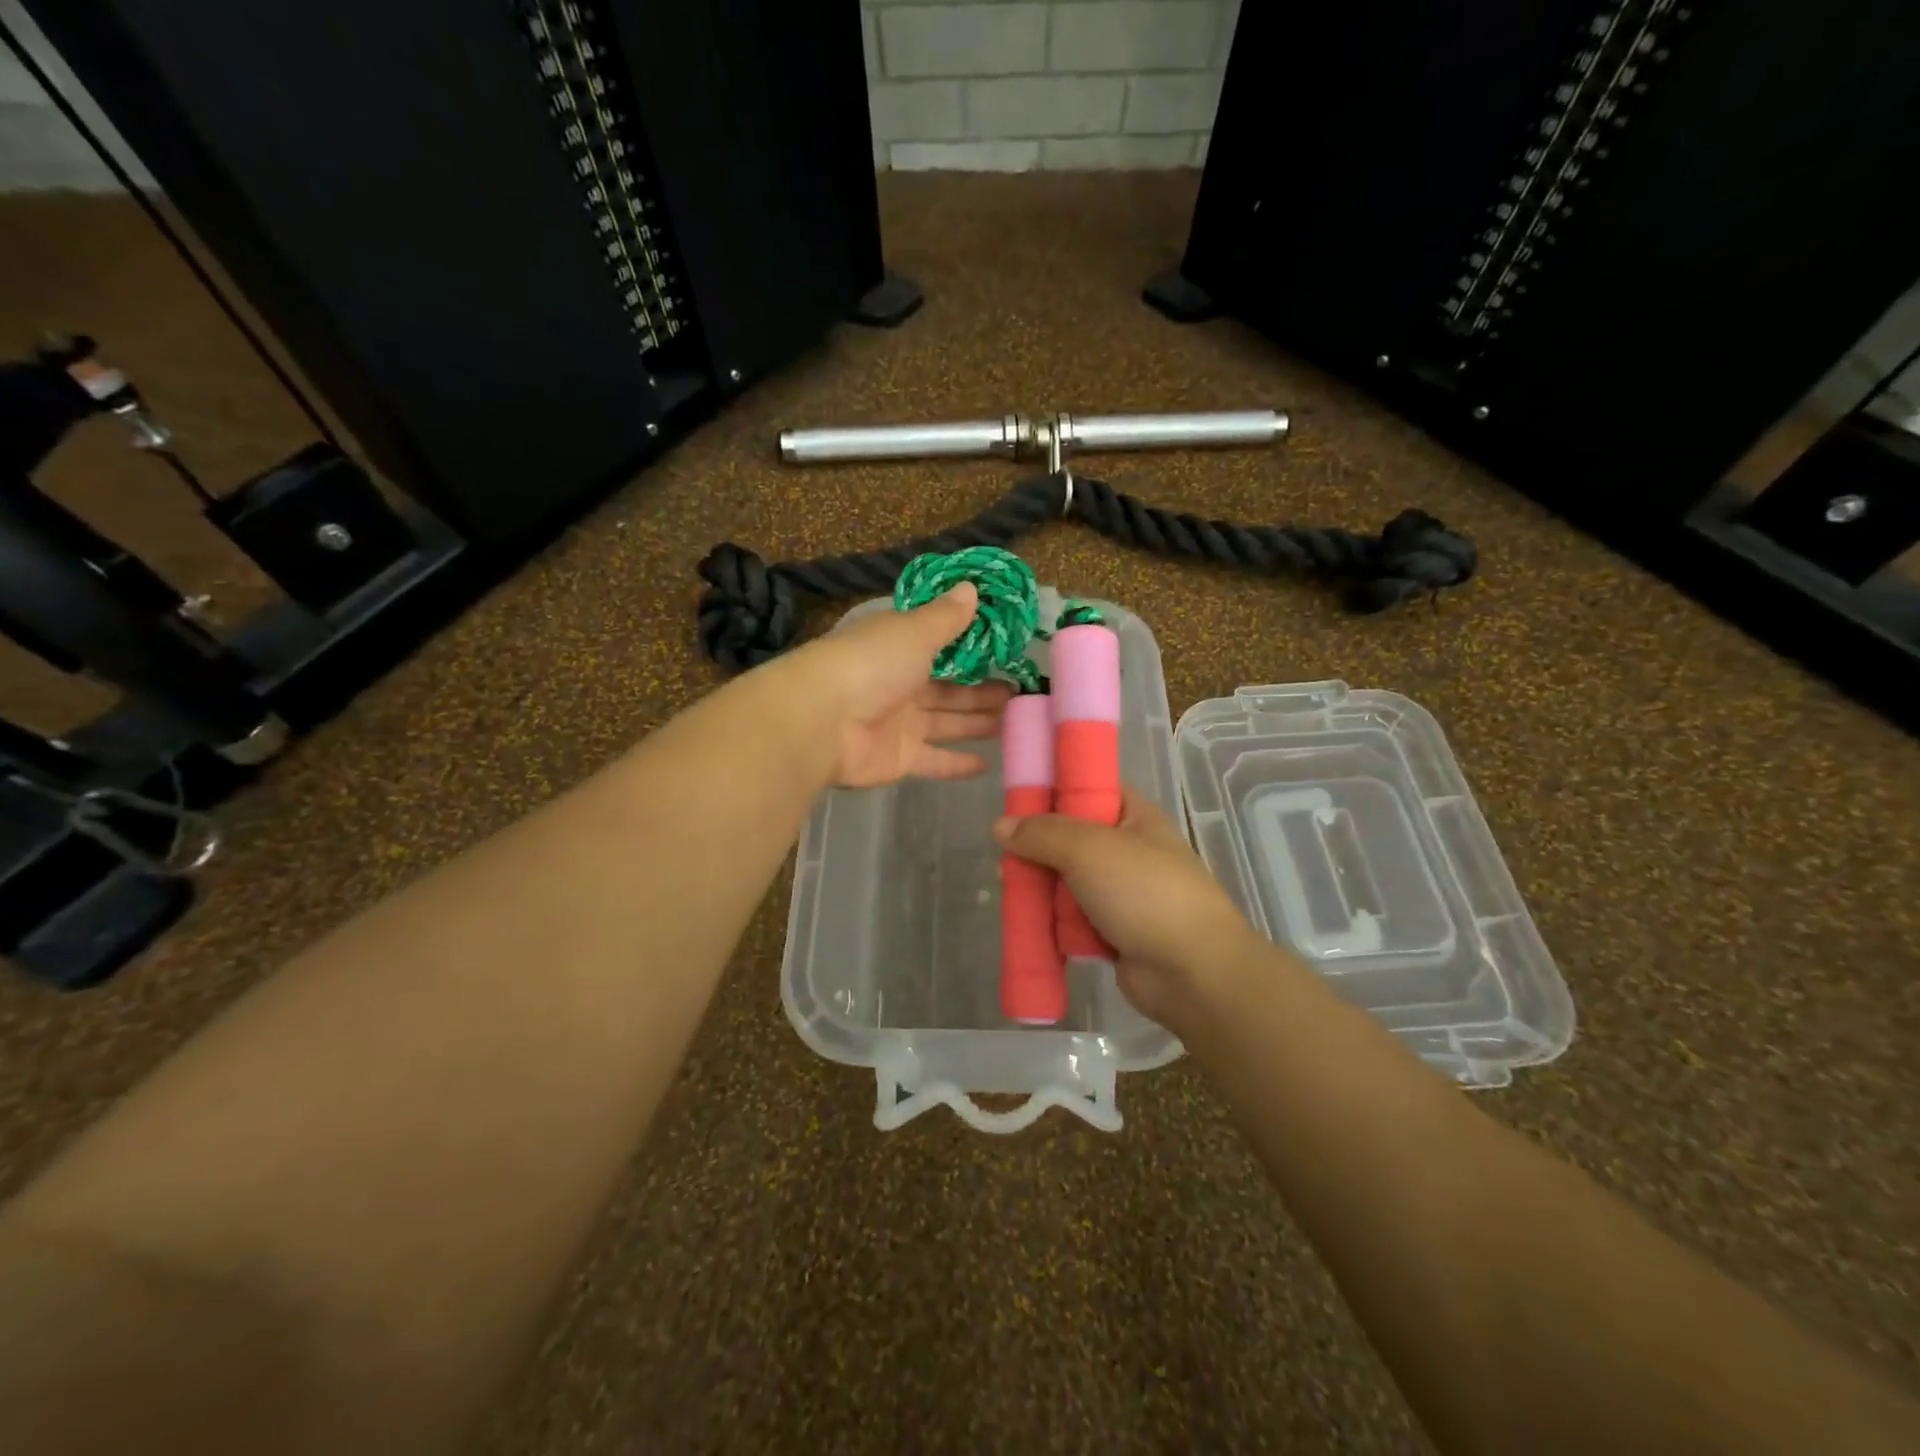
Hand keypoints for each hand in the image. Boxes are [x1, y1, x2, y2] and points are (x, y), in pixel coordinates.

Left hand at [767, 584, 1011, 788]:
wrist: (821, 721)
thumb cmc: (870, 664)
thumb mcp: (913, 631)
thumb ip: (945, 617)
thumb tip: (971, 587)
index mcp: (898, 647)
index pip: (938, 645)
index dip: (971, 649)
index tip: (1005, 650)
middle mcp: (898, 683)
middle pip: (948, 688)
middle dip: (982, 690)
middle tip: (1020, 691)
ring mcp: (898, 723)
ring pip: (946, 722)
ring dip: (978, 722)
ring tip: (1016, 720)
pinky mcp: (899, 758)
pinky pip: (934, 760)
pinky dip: (958, 763)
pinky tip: (988, 764)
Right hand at [994, 788, 1268, 1029]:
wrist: (1193, 972)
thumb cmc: (1146, 893)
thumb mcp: (1089, 849)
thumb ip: (1042, 833)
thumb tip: (1000, 825)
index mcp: (1134, 816)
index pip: (1089, 788)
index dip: (1054, 789)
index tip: (1015, 800)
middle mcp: (1127, 850)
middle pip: (1069, 838)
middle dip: (1037, 849)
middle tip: (1007, 858)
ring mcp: (1121, 893)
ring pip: (1066, 881)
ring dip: (1041, 888)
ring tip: (1012, 892)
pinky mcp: (1111, 931)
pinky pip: (1071, 918)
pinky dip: (1053, 921)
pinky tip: (1028, 923)